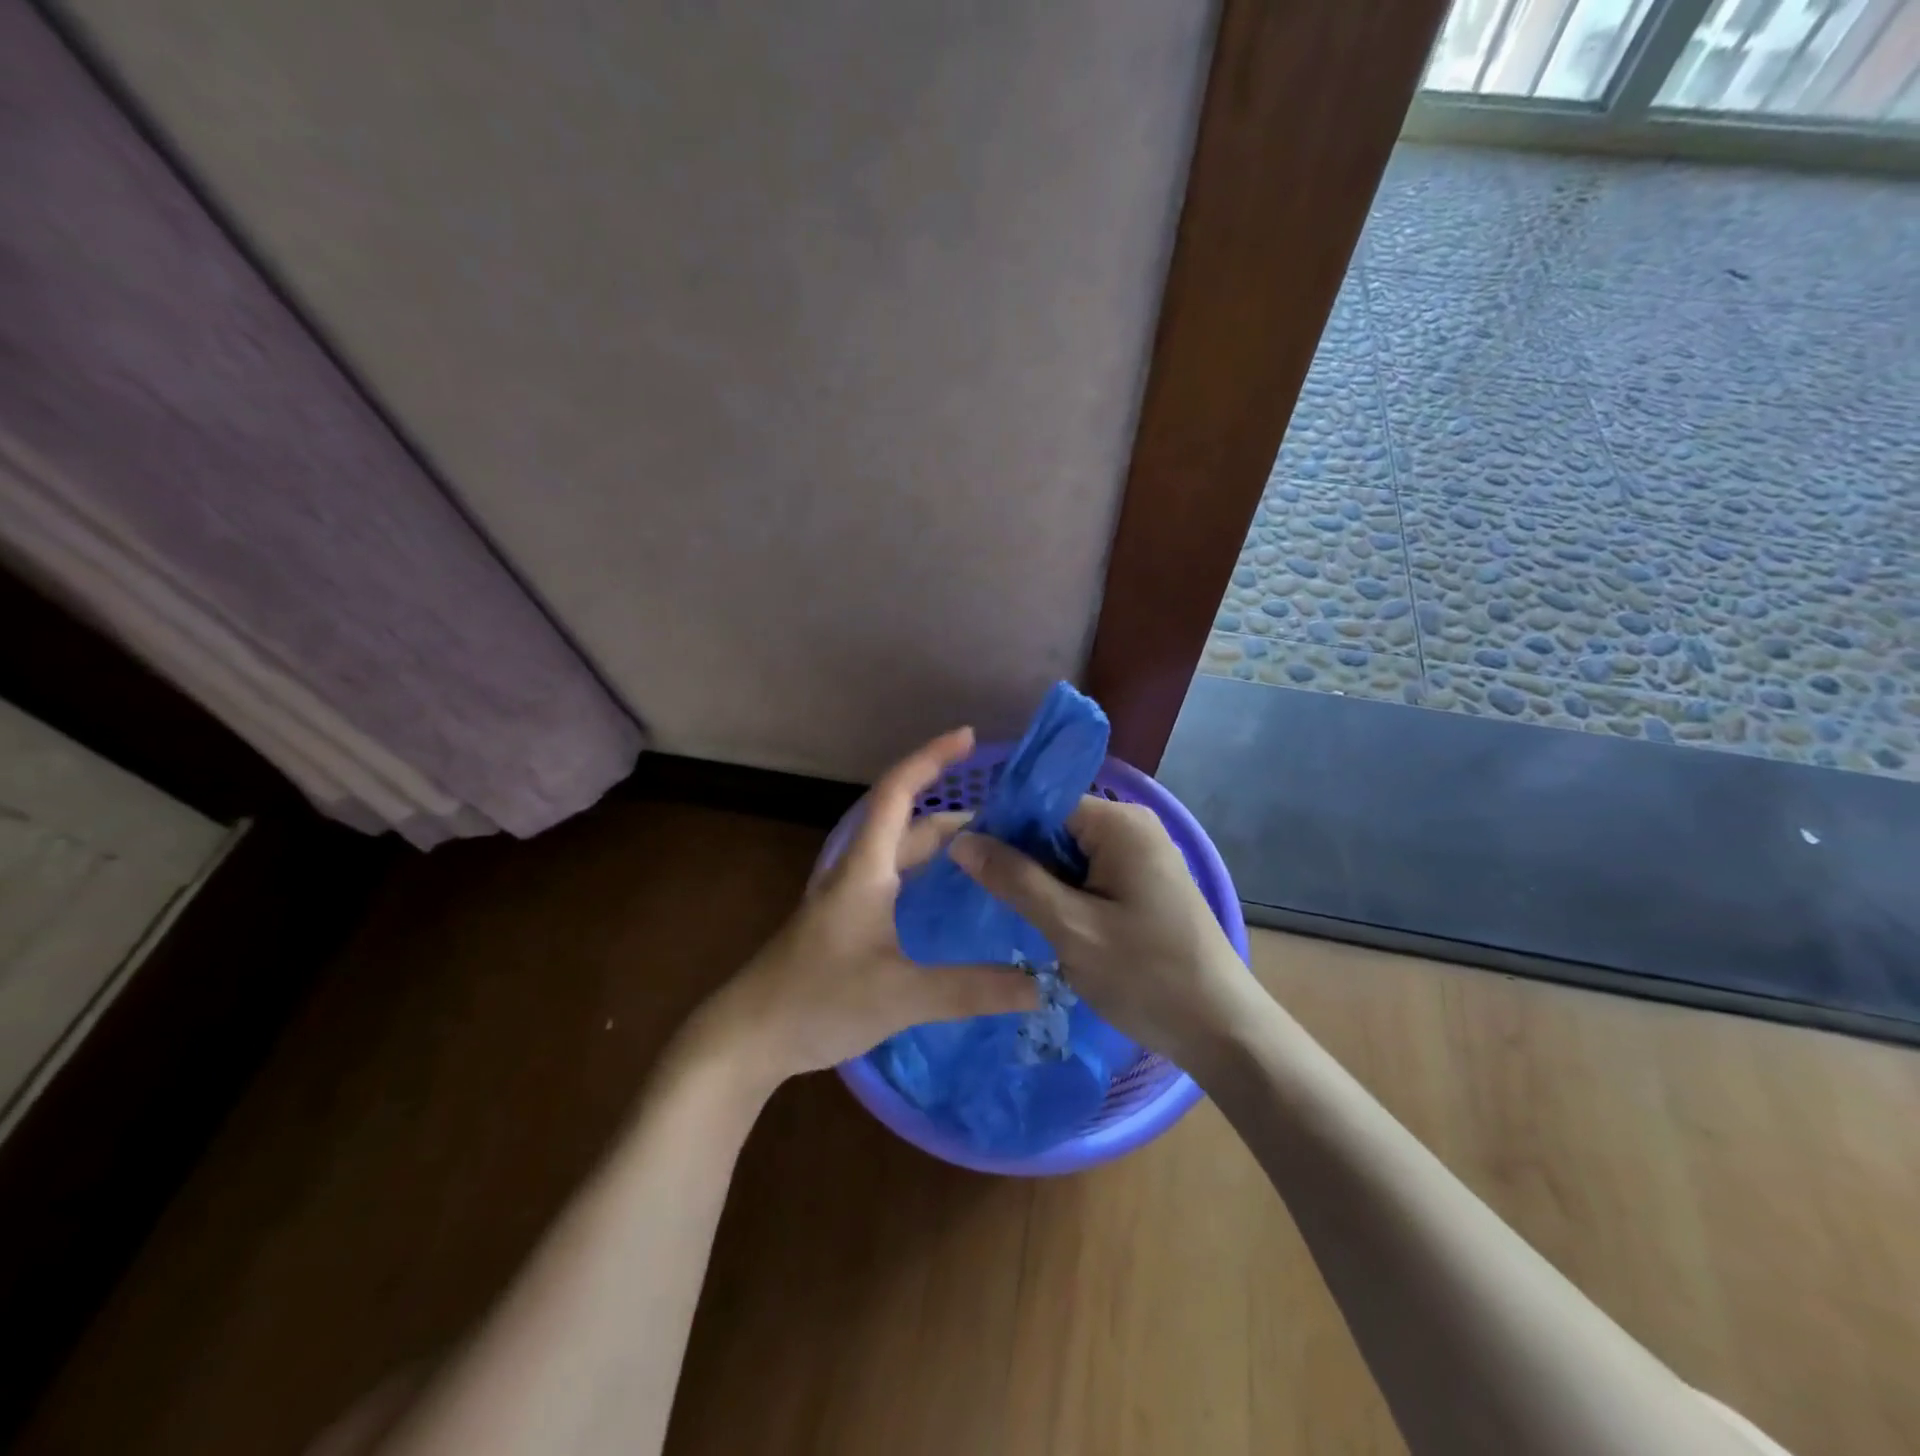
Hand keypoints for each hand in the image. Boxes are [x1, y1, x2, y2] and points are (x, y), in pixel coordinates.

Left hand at [690, 728, 1038, 1087]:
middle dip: (954, 811)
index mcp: (865, 868)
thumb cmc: (817, 1001)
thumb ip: (970, 989)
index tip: (970, 737)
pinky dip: (927, 875)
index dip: (931, 758)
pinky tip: (951, 899)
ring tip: (991, 852)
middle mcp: (856, 871)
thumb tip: (1040, 983)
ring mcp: (848, 897)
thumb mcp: (900, 996)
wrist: (748, 1036)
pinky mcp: (847, 922)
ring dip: (940, 844)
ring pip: (900, 853)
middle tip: (1009, 818)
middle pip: (907, 822)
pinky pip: (895, 881)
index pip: (898, 792)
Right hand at [947, 797, 1257, 1067]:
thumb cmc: (1147, 976)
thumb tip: (961, 839)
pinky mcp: (1144, 882)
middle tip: (978, 892)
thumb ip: (1015, 879)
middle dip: (1018, 857)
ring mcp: (1141, 854)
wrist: (1222, 1029)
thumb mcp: (1071, 928)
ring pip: (1068, 853)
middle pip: (1054, 826)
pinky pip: (1089, 873)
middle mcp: (1132, 826)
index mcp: (1119, 823)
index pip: (1040, 804)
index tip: (962, 861)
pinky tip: (1042, 920)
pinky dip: (1063, 893)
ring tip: (1002, 909)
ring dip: (1038, 880)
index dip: (1000, 829)